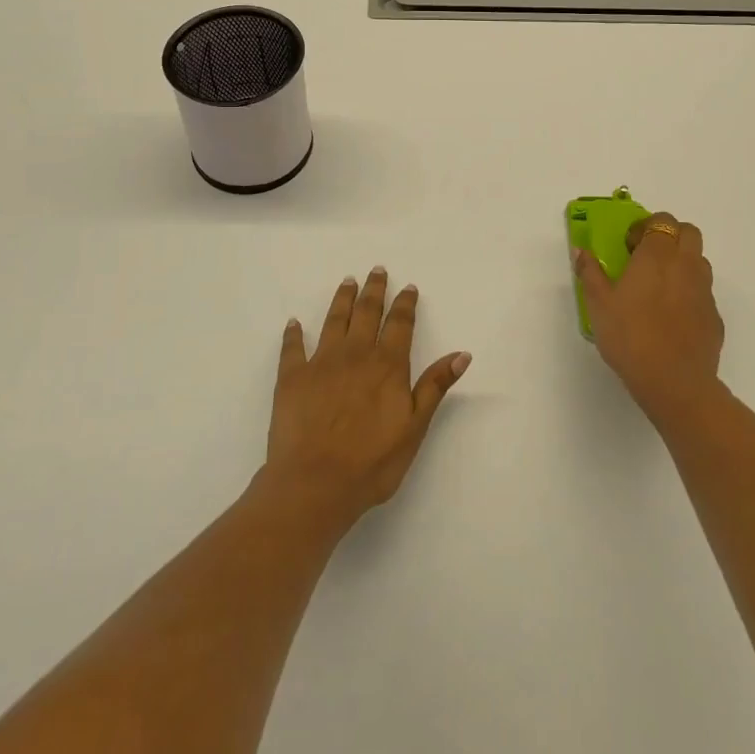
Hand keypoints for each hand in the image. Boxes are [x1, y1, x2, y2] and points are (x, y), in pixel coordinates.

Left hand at [265, 268, 470, 533]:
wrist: (315, 483)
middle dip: (374, 289)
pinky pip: (293, 348)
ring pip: (334, 320)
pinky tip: (294, 323)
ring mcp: (321, 362)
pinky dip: (294, 334)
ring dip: (342, 299)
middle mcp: (355, 354)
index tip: (408, 287)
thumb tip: (462, 353)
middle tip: (377, 270)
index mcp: (387, 365)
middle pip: (367, 312)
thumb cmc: (372, 462)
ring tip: (347, 282)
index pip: (400, 324)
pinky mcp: (292, 378)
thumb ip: (435, 386)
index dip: (405, 304)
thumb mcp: (414, 427)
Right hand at [574, 212, 722, 421]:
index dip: (646, 227)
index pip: (661, 220)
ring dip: (683, 262)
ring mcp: (705, 291)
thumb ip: (590, 273)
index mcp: (657, 255)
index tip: (629, 246)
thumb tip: (580, 250)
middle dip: (670, 236)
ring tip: (660, 286)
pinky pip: (704, 293)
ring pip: (699, 261)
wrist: (675, 382)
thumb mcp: (598, 304)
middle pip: (688, 232)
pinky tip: (673, 317)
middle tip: (648, 257)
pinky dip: (690, 294)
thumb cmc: (630, 336)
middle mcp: (686, 265)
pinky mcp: (715, 317)